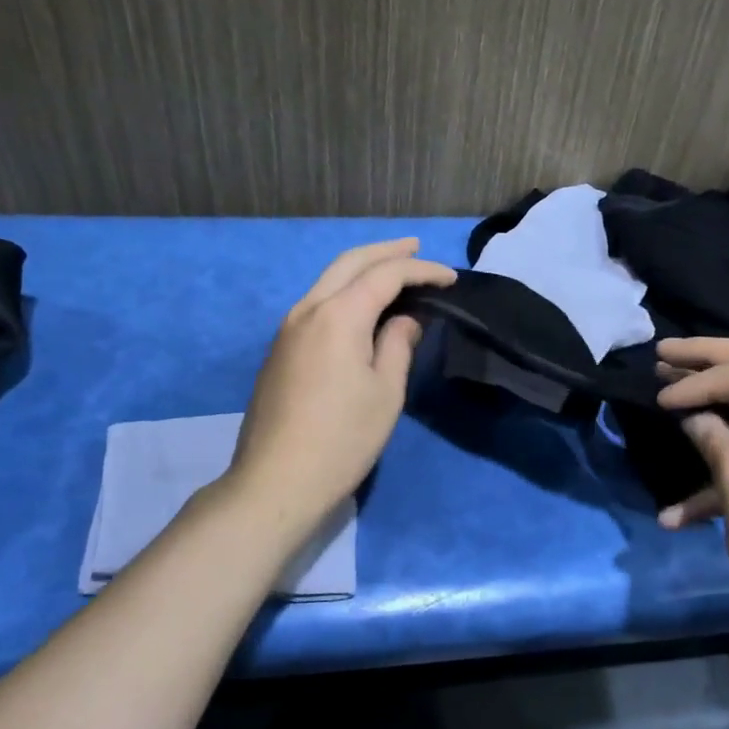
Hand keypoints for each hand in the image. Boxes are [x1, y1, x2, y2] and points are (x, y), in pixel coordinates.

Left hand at [227, 239, 455, 528]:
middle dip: (386, 252)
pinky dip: (345, 292)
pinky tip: (362, 306)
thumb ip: (398, 344)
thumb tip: (405, 320)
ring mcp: (288, 329)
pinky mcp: (280, 350)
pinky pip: (317, 303)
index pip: (385, 275)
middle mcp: (307, 310)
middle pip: (349, 263)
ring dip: (362, 269)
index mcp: (338, 315)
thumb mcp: (386, 391)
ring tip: (393, 271)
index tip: (451, 279)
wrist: (277, 480)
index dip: (422, 271)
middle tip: (416, 248)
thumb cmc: (343, 438)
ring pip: (328, 281)